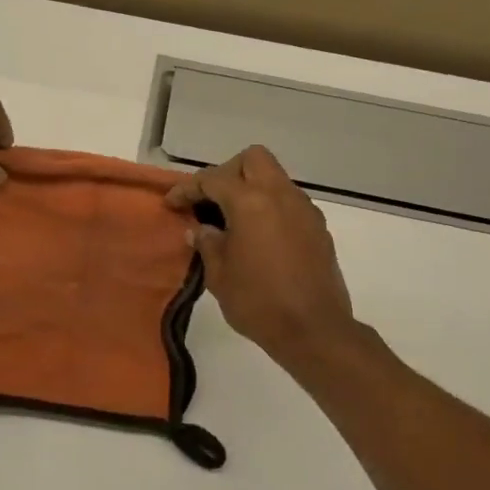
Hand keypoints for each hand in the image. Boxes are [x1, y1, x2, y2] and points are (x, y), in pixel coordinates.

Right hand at [166, 146, 356, 363]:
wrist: (314, 330)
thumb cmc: (258, 302)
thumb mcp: (219, 275)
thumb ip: (207, 244)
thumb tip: (200, 229)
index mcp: (251, 202)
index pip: (213, 179)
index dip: (188, 188)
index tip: (172, 203)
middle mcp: (281, 195)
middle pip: (252, 159)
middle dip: (227, 172)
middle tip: (211, 201)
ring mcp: (304, 209)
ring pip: (274, 178)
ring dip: (251, 189)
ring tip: (233, 221)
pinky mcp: (318, 228)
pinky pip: (289, 202)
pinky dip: (270, 207)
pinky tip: (259, 237)